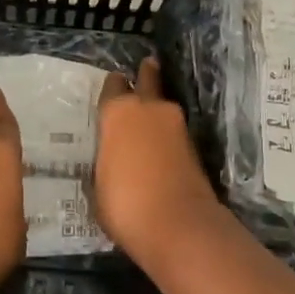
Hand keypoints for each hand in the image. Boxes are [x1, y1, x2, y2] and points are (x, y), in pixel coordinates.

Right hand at [94, 57, 224, 265]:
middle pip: (148, 79)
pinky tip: (160, 148)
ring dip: (158, 111)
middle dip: (146, 75)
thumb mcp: (98, 186)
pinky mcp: (195, 147)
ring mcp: (177, 126)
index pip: (113, 86)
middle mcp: (149, 109)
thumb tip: (112, 159)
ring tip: (149, 118)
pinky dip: (168, 136)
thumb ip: (105, 162)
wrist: (179, 226)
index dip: (113, 88)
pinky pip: (175, 133)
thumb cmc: (124, 204)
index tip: (112, 87)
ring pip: (164, 107)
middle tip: (146, 67)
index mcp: (118, 113)